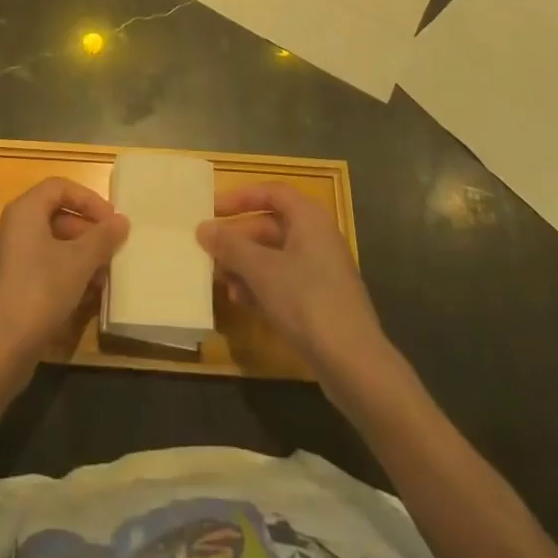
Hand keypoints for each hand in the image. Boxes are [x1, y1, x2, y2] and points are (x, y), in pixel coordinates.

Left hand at [0, 179, 128, 393]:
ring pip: (52, 245)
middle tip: (112, 251)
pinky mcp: (11, 286)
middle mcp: (13, 228)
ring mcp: (10, 258)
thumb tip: (122, 220)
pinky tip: (87, 297)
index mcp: (24, 211)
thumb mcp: (79, 262)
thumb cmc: (40, 291)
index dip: (89, 200)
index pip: (60, 187)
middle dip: (88, 232)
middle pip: (56, 216)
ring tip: (104, 278)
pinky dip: (66, 275)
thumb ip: (102, 238)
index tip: (112, 221)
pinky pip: (44, 268)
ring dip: (81, 257)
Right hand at [197, 183, 389, 391]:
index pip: (272, 193)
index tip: (213, 209)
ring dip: (245, 265)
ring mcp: (320, 271)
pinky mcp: (320, 300)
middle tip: (209, 250)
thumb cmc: (306, 301)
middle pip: (270, 226)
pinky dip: (260, 285)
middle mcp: (317, 238)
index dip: (241, 197)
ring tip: (220, 280)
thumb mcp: (261, 270)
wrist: (354, 364)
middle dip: (238, 238)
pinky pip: (283, 281)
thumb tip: (203, 228)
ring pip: (274, 256)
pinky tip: (240, 301)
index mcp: (309, 219)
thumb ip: (230, 246)